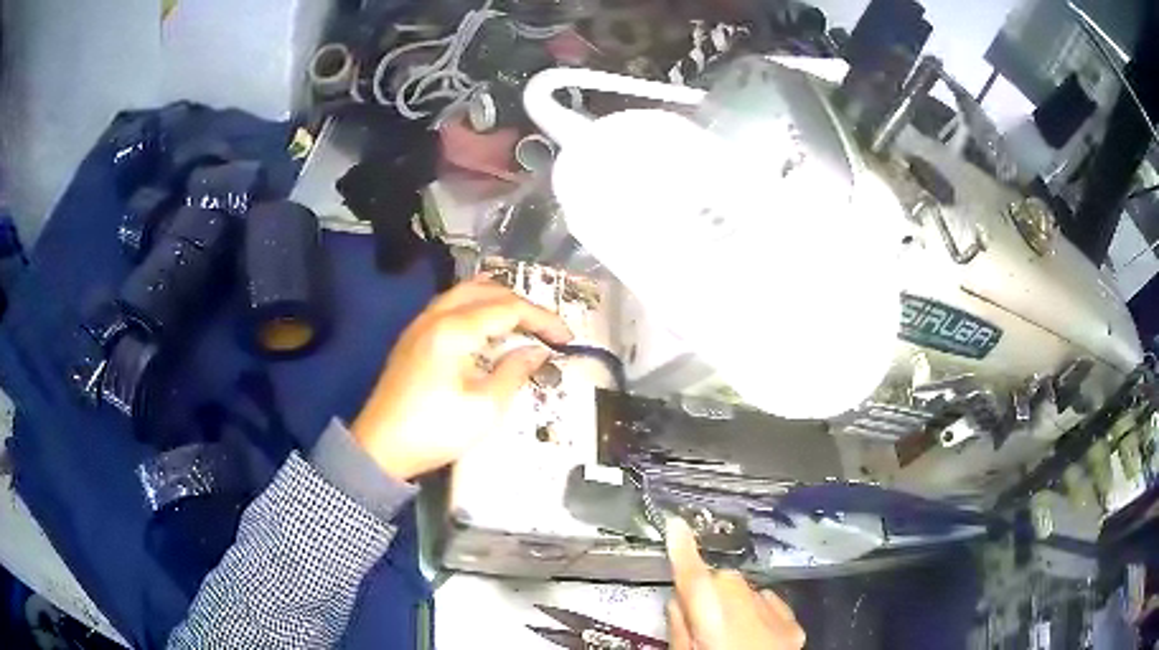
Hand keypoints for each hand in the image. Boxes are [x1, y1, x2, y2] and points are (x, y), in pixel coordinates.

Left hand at [351, 278, 572, 480]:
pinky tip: (486, 329)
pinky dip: (475, 308)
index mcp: (454, 330)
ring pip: (464, 293)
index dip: (542, 319)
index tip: (566, 338)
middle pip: (485, 290)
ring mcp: (420, 325)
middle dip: (521, 304)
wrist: (379, 447)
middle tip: (545, 328)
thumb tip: (536, 351)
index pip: (508, 309)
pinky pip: (449, 306)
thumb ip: (514, 372)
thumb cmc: (434, 430)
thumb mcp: (484, 408)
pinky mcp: (413, 338)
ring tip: (522, 322)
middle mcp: (435, 316)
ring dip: (497, 301)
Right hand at [666, 518, 805, 649]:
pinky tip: (751, 633)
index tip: (674, 524)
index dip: (683, 549)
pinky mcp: (794, 627)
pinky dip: (757, 610)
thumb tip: (679, 601)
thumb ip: (680, 628)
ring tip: (725, 632)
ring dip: (733, 600)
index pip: (695, 577)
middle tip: (696, 618)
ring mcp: (778, 617)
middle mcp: (750, 609)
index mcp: (714, 620)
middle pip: (723, 580)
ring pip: (748, 591)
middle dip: (708, 590)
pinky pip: (770, 604)